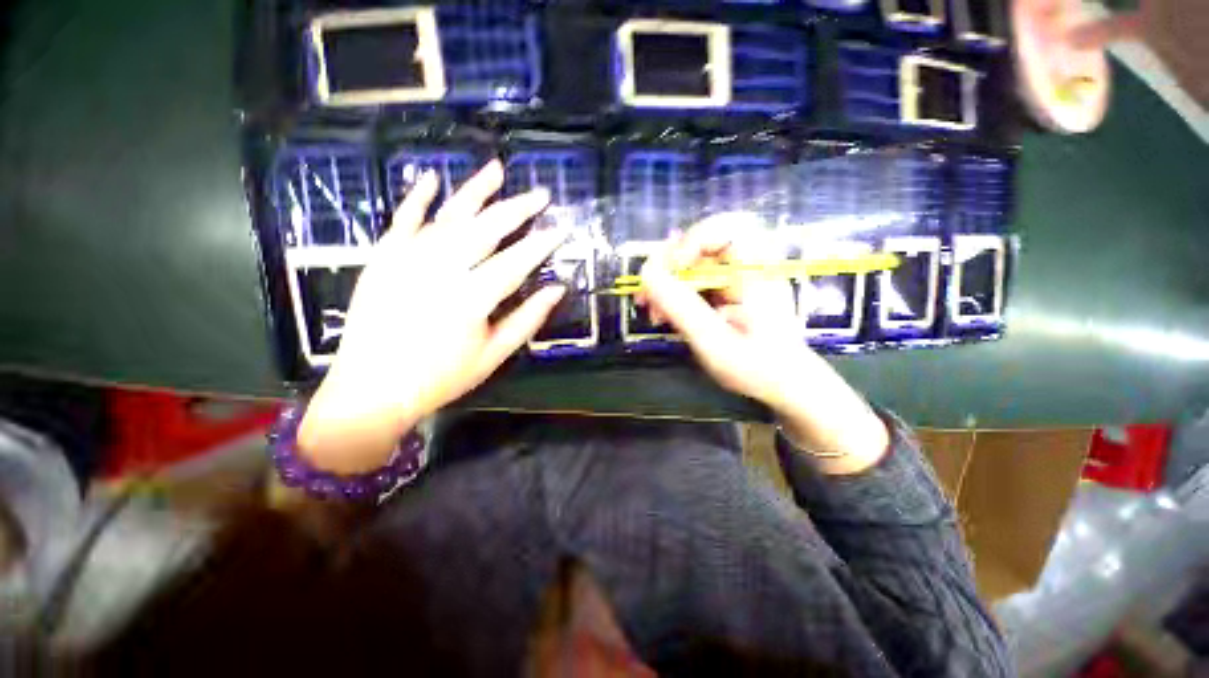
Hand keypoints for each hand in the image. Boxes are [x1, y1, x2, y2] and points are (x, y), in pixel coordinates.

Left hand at [299, 160, 567, 473]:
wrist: (371, 390)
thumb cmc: (441, 378)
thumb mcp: (493, 355)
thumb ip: (527, 319)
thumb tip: (557, 289)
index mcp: (470, 299)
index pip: (515, 262)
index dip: (541, 244)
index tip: (561, 228)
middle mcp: (439, 270)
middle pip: (485, 229)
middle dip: (517, 209)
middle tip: (540, 194)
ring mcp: (406, 259)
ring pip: (448, 216)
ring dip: (475, 191)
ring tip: (497, 169)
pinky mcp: (382, 258)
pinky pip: (402, 220)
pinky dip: (417, 198)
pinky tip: (431, 179)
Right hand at [639, 215, 888, 471]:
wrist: (787, 388)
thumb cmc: (758, 368)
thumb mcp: (714, 341)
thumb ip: (681, 307)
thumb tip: (646, 273)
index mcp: (757, 271)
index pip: (725, 229)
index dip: (691, 242)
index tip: (669, 273)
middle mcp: (749, 267)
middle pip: (703, 245)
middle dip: (669, 267)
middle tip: (646, 294)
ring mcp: (739, 280)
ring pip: (695, 265)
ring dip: (668, 283)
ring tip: (651, 311)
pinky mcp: (730, 292)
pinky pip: (697, 283)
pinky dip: (678, 295)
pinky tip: (665, 315)